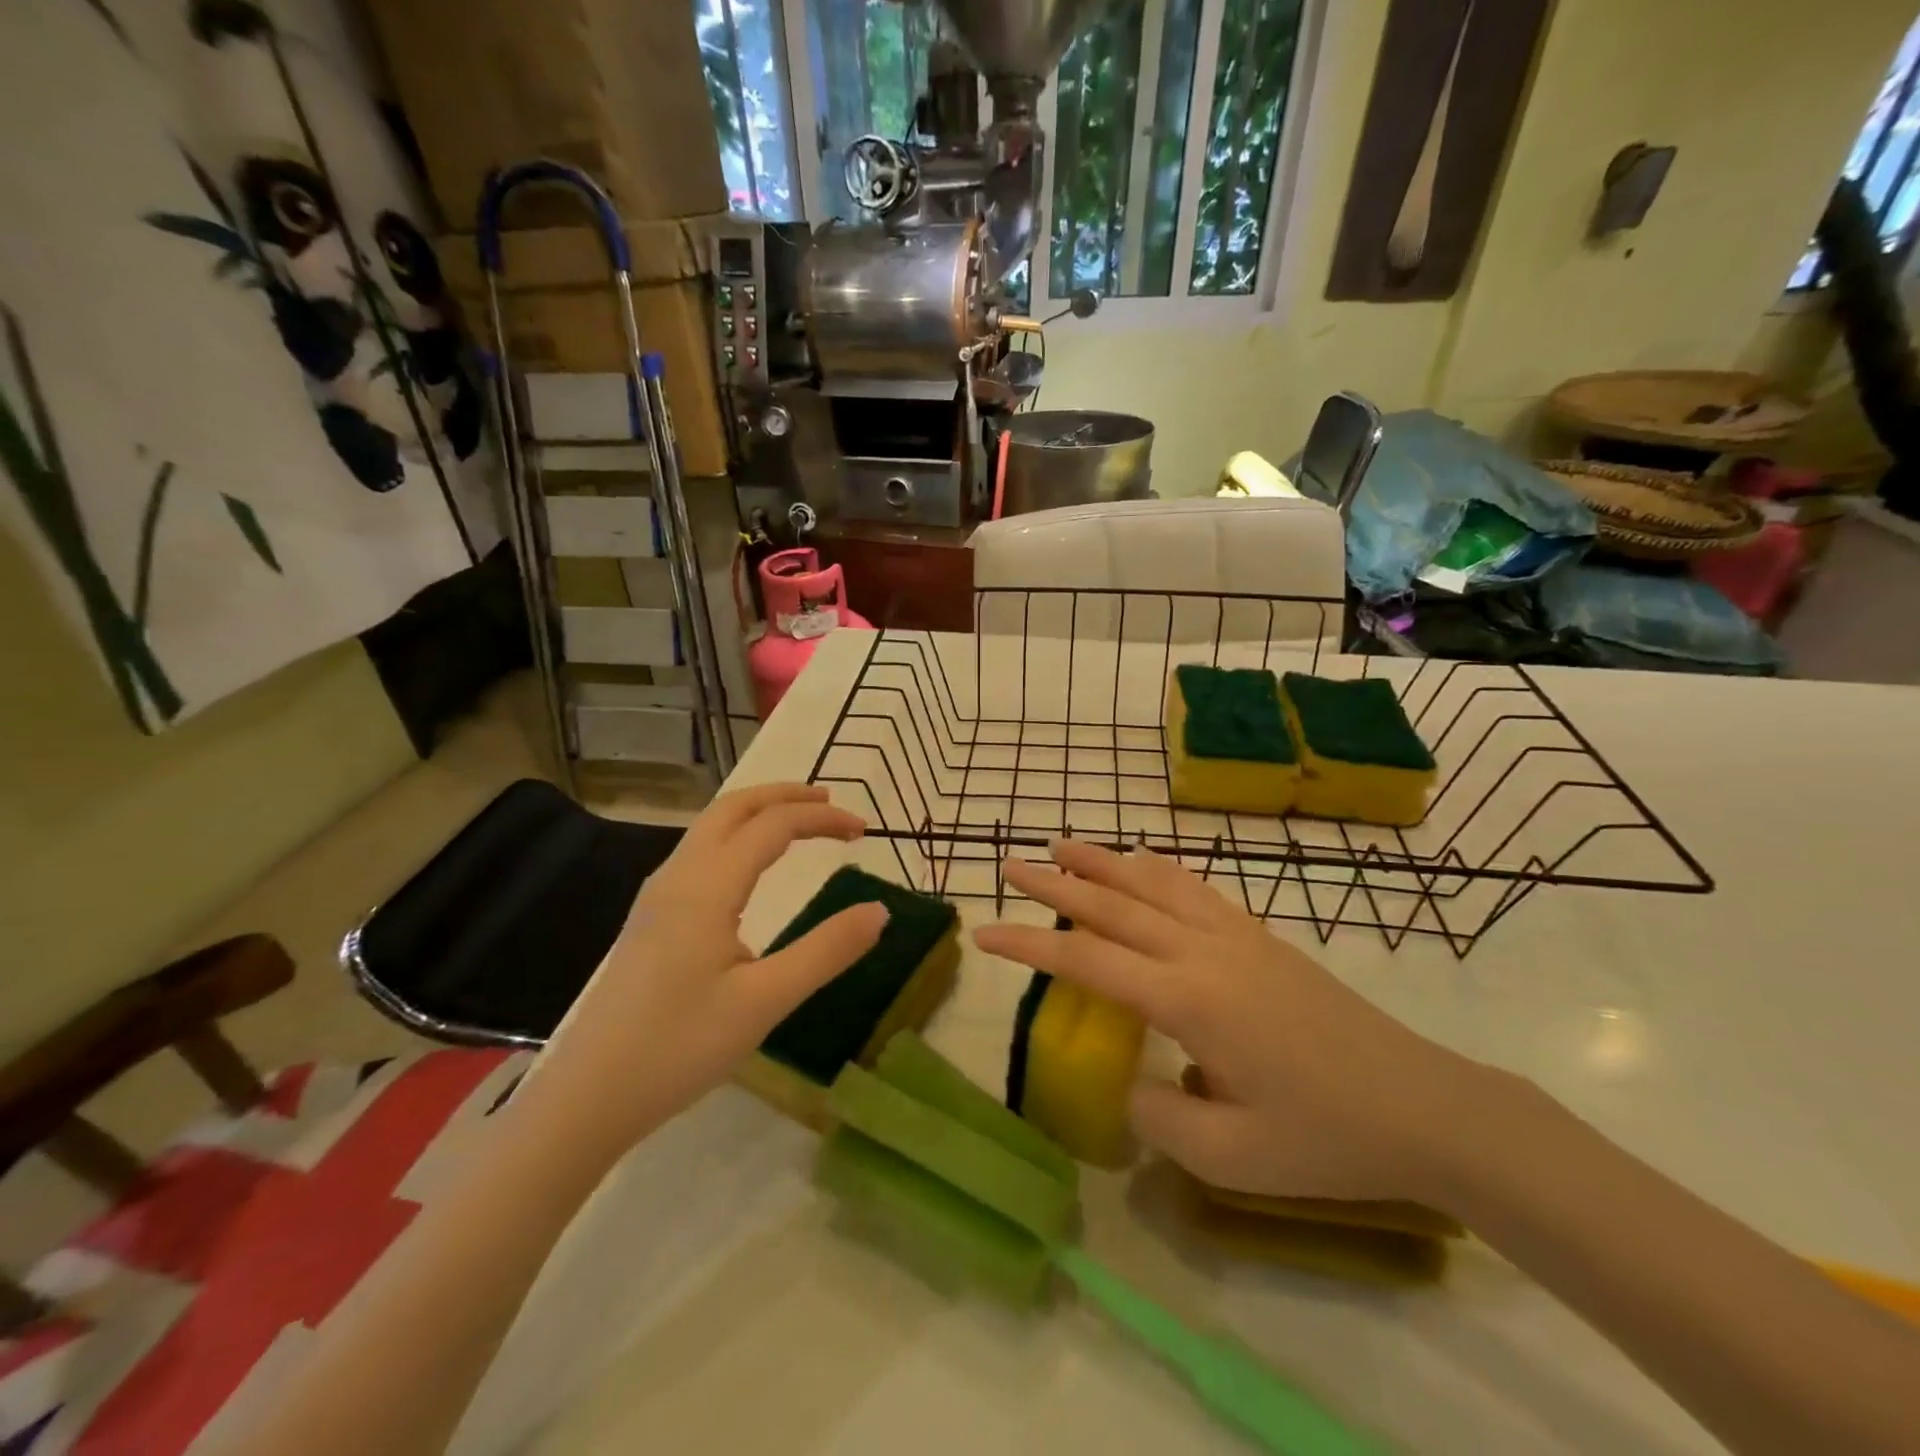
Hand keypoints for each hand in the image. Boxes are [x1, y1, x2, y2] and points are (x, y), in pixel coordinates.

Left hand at [531, 785, 886, 1156]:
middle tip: (831, 803)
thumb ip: (827, 950)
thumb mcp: (766, 1001)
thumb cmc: (679, 1047)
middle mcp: (678, 875)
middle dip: (785, 795)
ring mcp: (658, 895)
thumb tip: (879, 911)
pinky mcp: (650, 918)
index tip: (864, 829)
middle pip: (734, 807)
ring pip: (711, 826)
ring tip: (799, 821)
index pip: (773, 825)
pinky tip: (751, 865)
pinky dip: (737, 835)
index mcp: (707, 886)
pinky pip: (699, 851)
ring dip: (759, 812)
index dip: (822, 818)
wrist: (588, 1096)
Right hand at [972, 839, 1489, 1205]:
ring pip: (1154, 883)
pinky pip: (1196, 888)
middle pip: (1113, 905)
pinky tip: (1144, 861)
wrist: (1423, 1106)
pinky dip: (1158, 868)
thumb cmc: (1325, 1137)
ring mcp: (1235, 936)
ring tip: (1063, 843)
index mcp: (1188, 1000)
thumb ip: (1158, 1116)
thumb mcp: (1230, 1155)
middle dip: (1056, 884)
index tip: (986, 932)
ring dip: (1103, 862)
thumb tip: (1128, 1081)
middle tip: (1011, 865)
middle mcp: (1203, 952)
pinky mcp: (1260, 937)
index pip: (1087, 960)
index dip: (1031, 943)